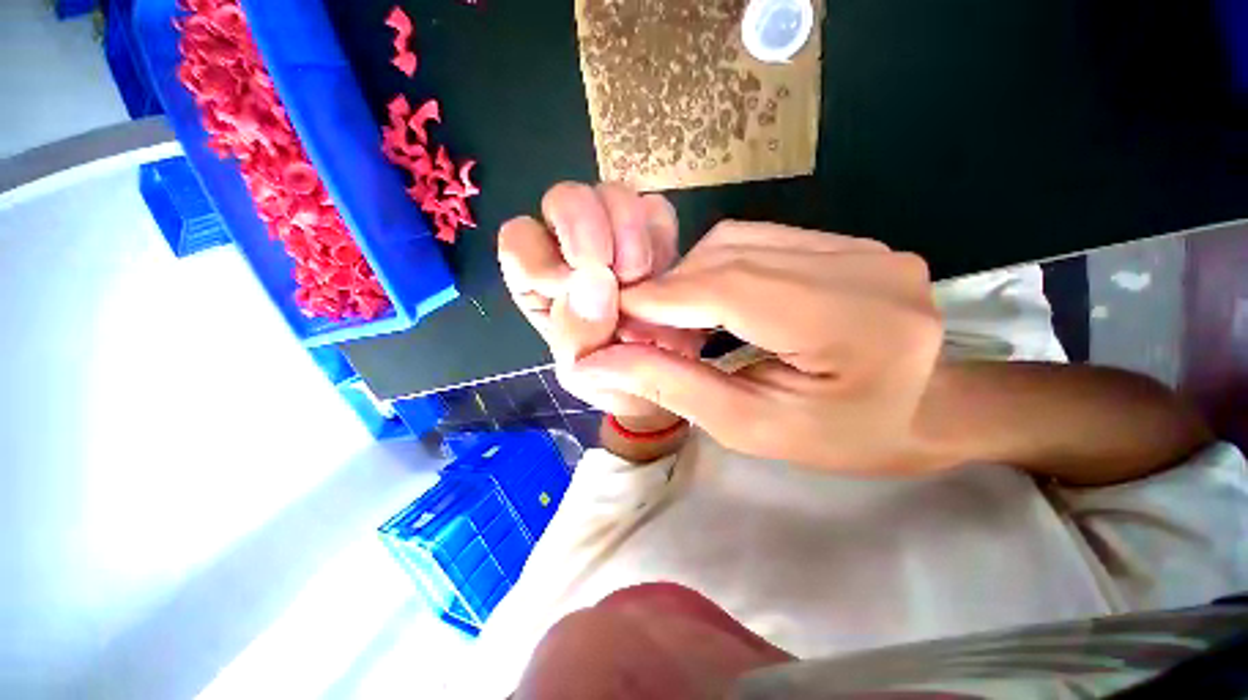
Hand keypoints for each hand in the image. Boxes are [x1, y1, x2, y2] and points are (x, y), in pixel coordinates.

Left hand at [498, 182, 699, 420]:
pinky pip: (657, 210)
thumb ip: (578, 334)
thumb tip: (593, 281)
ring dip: (630, 231)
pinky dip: (661, 235)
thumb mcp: (583, 371)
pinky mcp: (653, 238)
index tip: (572, 288)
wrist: (661, 378)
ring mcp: (615, 237)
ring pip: (613, 194)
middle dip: (590, 229)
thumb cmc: (610, 378)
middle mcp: (571, 250)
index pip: (520, 238)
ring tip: (643, 277)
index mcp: (539, 282)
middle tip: (619, 272)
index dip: (544, 257)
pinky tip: (665, 271)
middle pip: (566, 198)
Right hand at [565, 221, 946, 472]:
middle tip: (642, 326)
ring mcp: (861, 245)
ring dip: (691, 278)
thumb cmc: (844, 439)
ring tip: (675, 319)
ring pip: (739, 241)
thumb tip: (600, 364)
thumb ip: (675, 388)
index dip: (661, 298)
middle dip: (671, 289)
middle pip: (730, 256)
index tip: (616, 316)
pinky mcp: (847, 243)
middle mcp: (864, 267)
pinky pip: (759, 242)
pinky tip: (710, 302)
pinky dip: (718, 269)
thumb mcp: (753, 427)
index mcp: (854, 327)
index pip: (730, 288)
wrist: (926, 414)